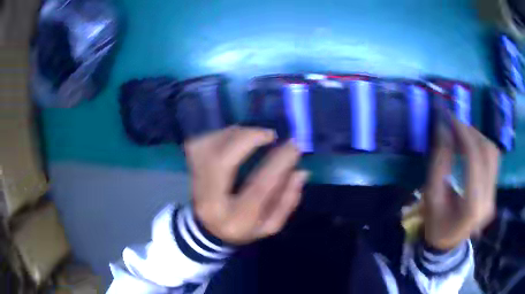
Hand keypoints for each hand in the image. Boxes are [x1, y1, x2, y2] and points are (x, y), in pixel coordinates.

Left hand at [184, 126, 308, 244]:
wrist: (208, 231)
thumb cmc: (243, 229)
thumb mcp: (270, 225)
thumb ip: (287, 201)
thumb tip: (300, 172)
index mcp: (236, 219)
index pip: (259, 187)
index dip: (279, 163)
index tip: (294, 146)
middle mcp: (211, 201)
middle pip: (221, 161)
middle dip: (247, 139)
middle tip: (269, 134)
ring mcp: (196, 185)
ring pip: (207, 148)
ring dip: (233, 134)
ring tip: (254, 135)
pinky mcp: (190, 172)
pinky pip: (199, 144)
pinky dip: (219, 135)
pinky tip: (234, 137)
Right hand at [423, 118, 499, 249]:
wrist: (447, 243)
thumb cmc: (435, 223)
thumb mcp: (431, 194)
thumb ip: (440, 161)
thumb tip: (444, 128)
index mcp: (472, 206)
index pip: (475, 160)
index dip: (464, 134)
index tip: (451, 118)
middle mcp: (488, 200)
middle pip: (488, 153)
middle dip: (472, 133)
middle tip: (455, 124)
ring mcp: (494, 196)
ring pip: (493, 154)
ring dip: (478, 138)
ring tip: (462, 133)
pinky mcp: (494, 192)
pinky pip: (493, 161)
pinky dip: (482, 147)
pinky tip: (471, 145)